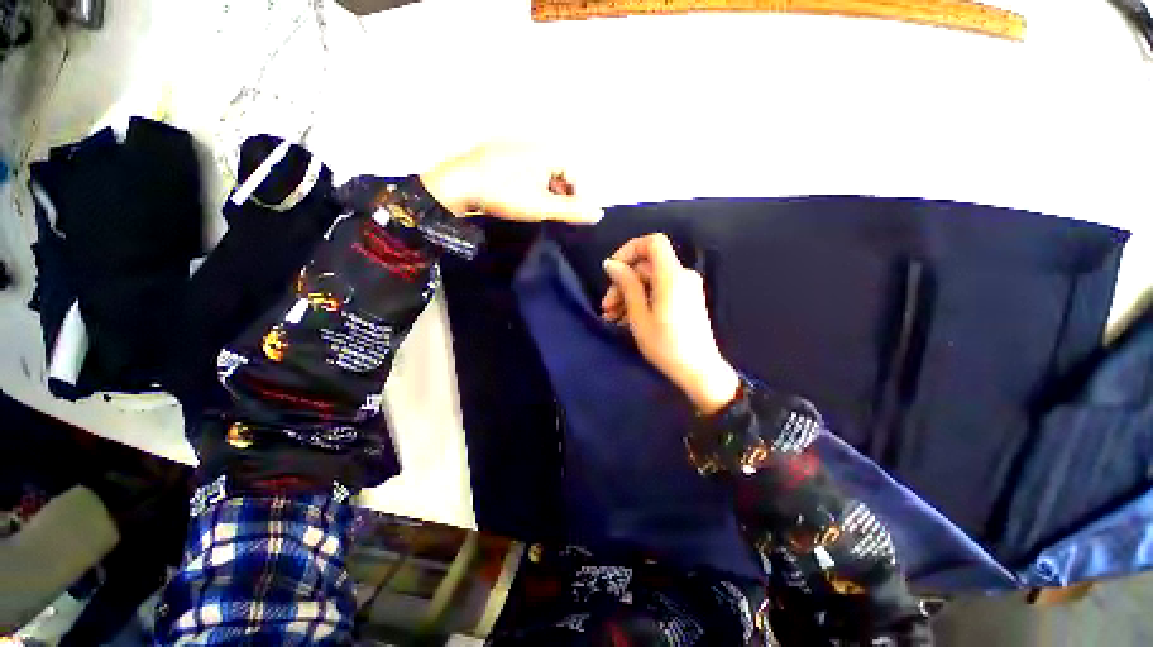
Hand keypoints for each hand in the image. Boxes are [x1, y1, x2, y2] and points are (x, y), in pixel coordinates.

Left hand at [421, 142, 603, 224]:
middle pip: (558, 169)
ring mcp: (514, 144)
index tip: (569, 213)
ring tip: (535, 206)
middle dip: (560, 192)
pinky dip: (528, 181)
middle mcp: (534, 142)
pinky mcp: (498, 150)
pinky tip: (517, 195)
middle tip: (552, 212)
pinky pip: (524, 166)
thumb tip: (599, 214)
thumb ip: (571, 210)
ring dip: (544, 188)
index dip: (576, 195)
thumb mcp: (542, 206)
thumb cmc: (505, 194)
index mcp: (548, 150)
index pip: (574, 172)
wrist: (459, 184)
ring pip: (541, 168)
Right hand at [601, 233, 739, 414]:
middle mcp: (682, 276)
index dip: (630, 249)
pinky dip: (642, 300)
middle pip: (647, 266)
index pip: (652, 242)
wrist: (698, 371)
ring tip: (612, 317)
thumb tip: (611, 264)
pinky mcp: (686, 299)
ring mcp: (686, 288)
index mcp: (672, 276)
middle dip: (623, 282)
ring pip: (651, 280)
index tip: (613, 270)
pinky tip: (627, 319)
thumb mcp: (639, 316)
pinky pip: (660, 290)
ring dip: (629, 294)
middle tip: (607, 307)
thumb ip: (626, 285)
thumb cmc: (665, 345)